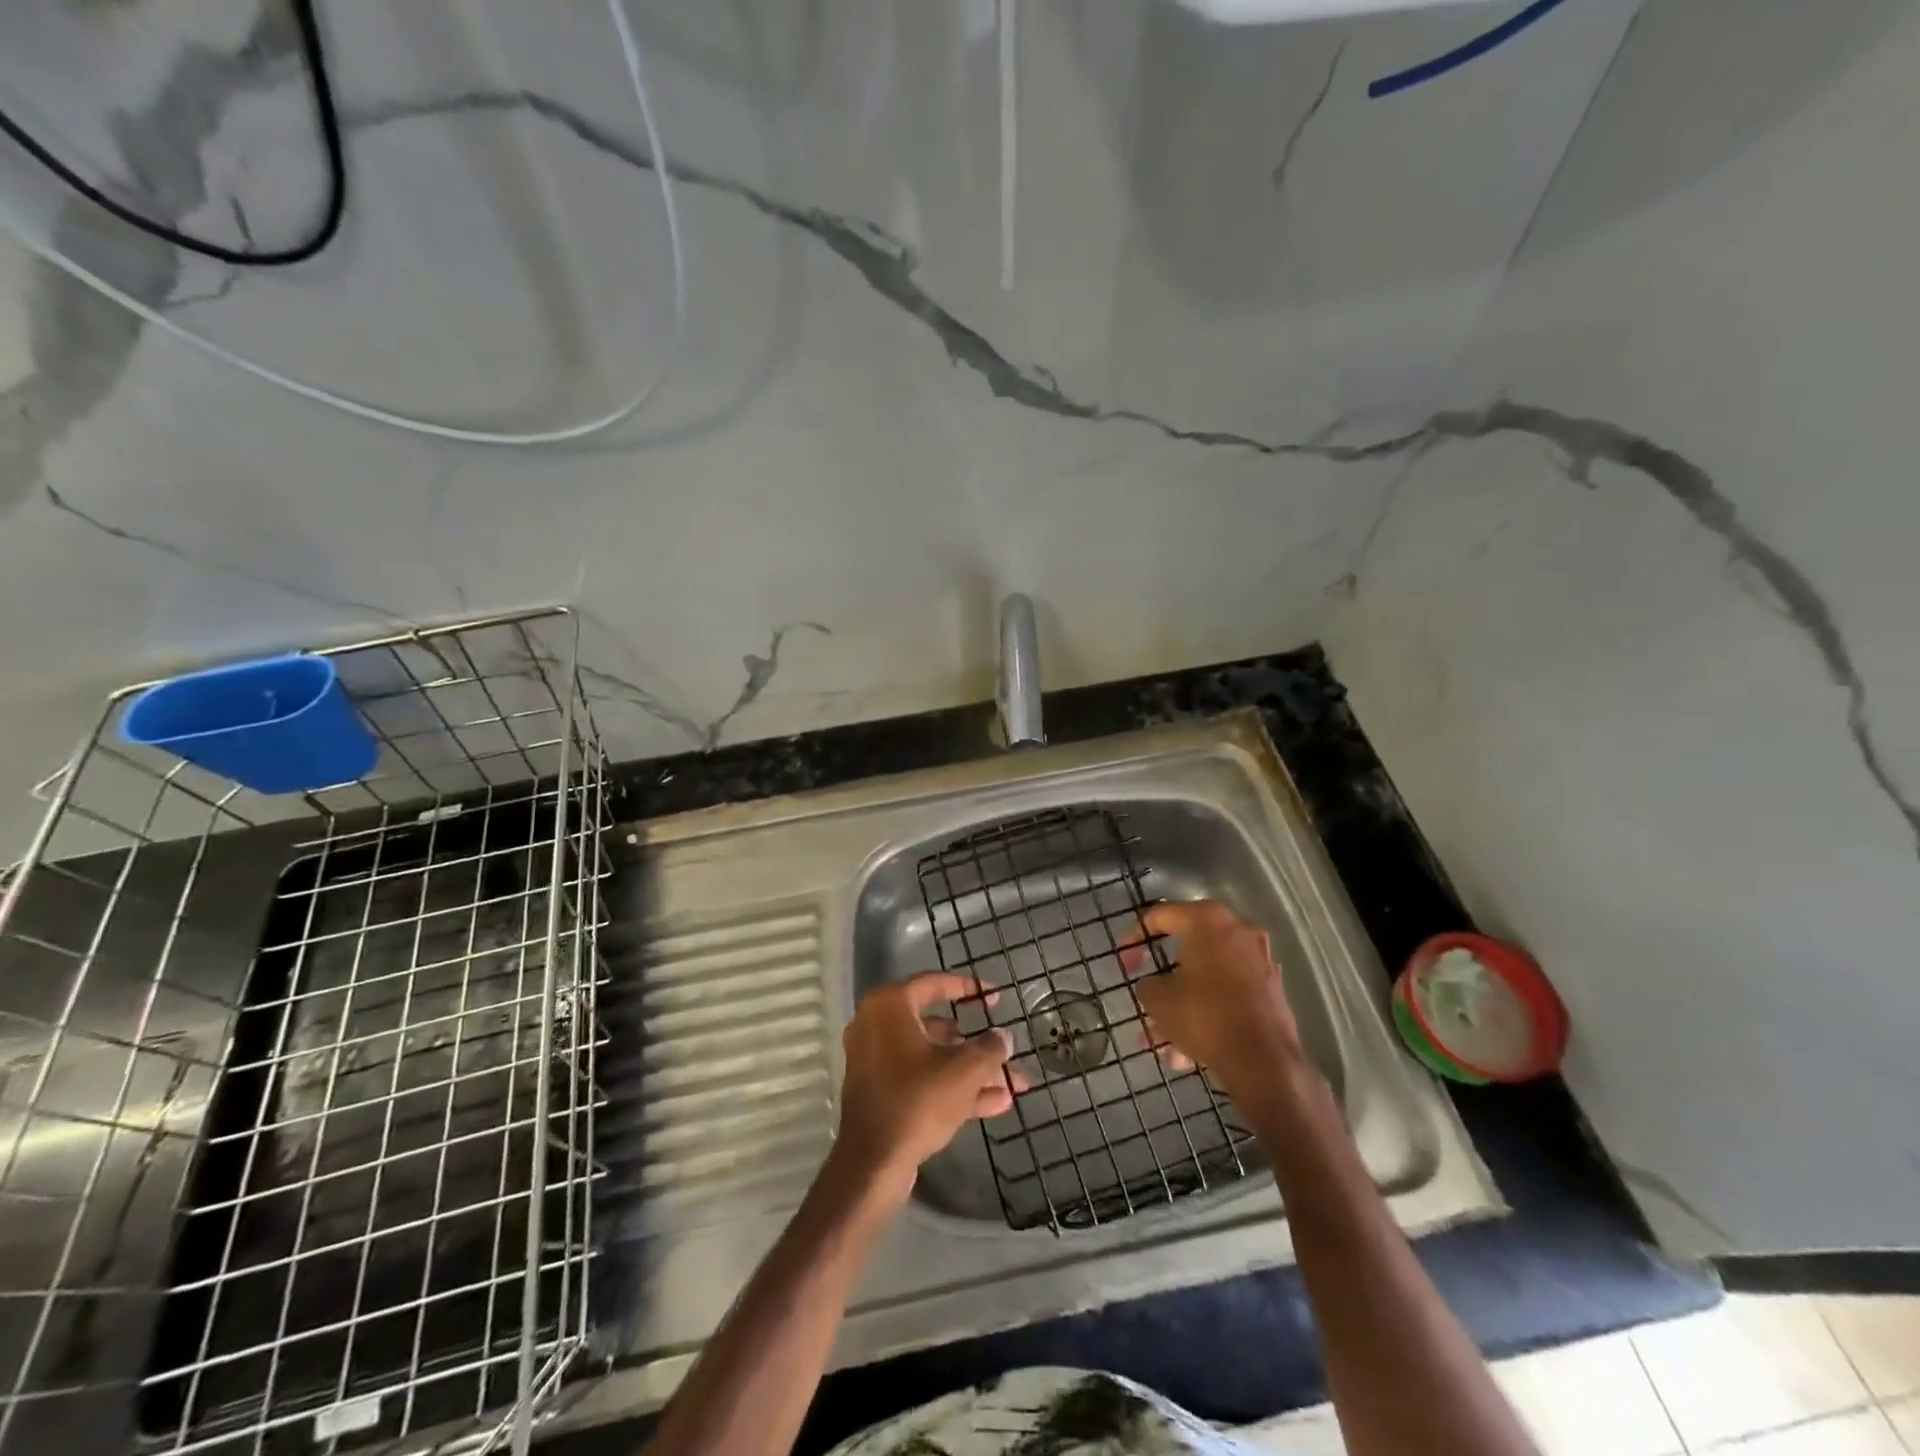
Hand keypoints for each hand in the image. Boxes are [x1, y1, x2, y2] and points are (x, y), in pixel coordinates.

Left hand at [834, 972, 1023, 1201]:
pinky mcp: (881, 1093)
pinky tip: (996, 1102)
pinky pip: (922, 1079)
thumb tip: (1003, 1037)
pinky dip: (953, 1086)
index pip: (934, 983)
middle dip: (976, 1042)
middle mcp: (877, 1026)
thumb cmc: (918, 1099)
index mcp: (889, 1006)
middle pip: (936, 1025)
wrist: (873, 1163)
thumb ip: (990, 1047)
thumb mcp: (965, 1070)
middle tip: (1003, 1044)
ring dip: (972, 1069)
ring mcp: (876, 1061)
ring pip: (932, 1057)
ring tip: (1012, 1081)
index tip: (995, 997)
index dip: (969, 988)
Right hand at [1120, 900, 1301, 1096]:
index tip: (1125, 960)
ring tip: (1162, 1042)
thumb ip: (1148, 983)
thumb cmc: (1205, 1017)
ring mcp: (1259, 960)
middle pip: (1189, 950)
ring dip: (1183, 1005)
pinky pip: (1228, 995)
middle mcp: (1238, 931)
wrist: (1264, 1062)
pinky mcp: (1272, 990)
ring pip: (1208, 979)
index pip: (1162, 915)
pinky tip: (1188, 1051)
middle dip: (1164, 980)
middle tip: (1146, 997)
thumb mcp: (1158, 999)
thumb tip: (1154, 985)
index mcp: (1208, 921)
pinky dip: (1208, 1014)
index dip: (1136, 936)